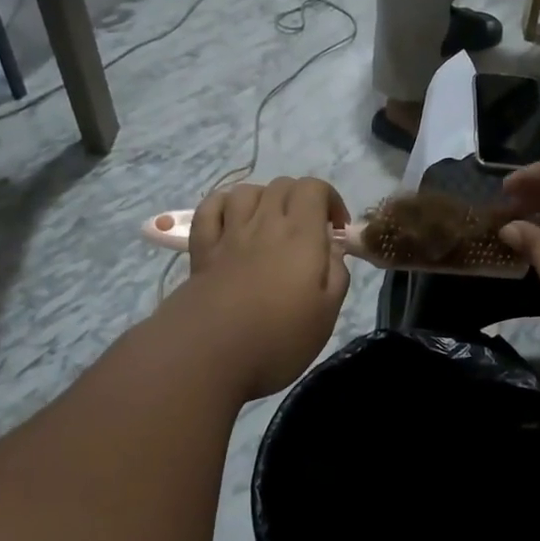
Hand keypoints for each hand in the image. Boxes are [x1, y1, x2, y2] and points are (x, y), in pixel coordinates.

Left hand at [178, 178, 349, 399]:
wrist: (209, 355)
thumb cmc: (278, 339)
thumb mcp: (327, 313)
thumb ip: (336, 273)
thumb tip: (332, 248)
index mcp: (301, 235)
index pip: (314, 188)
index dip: (330, 200)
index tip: (337, 229)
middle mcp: (265, 223)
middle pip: (282, 185)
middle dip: (300, 199)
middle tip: (308, 231)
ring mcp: (229, 234)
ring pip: (246, 191)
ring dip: (264, 199)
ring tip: (270, 224)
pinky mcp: (202, 249)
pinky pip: (209, 208)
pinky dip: (223, 206)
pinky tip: (232, 222)